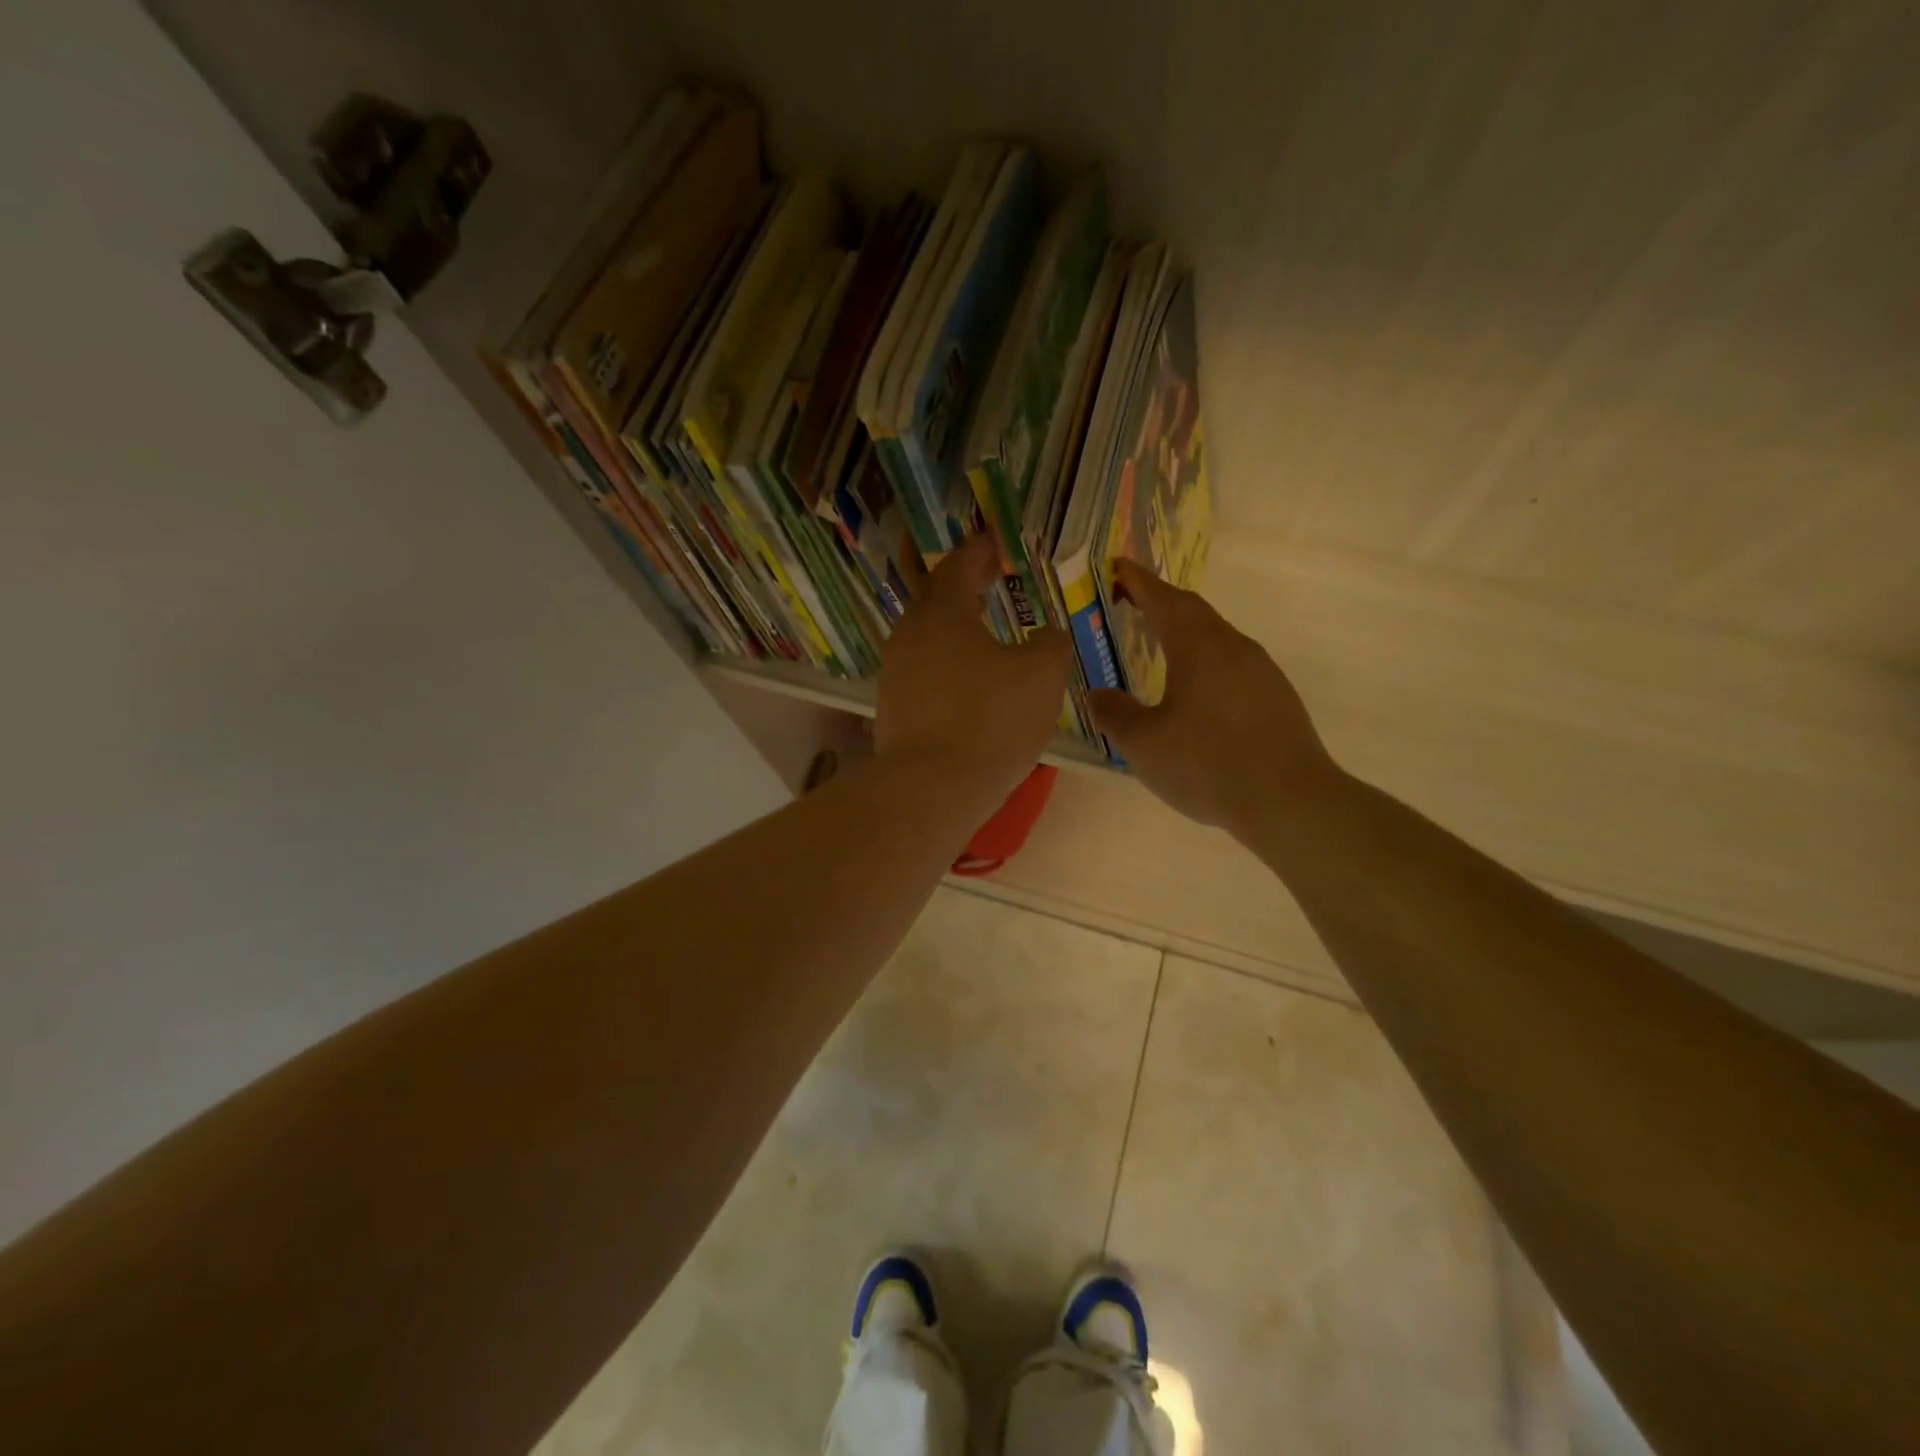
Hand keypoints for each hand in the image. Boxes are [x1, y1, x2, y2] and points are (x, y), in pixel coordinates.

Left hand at [875, 533, 1072, 795]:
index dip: (981, 550)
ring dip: (956, 628)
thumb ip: (1050, 644)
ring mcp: (895, 673)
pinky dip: (948, 664)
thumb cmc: (990, 720)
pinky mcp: (893, 708)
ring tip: (986, 630)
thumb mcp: (1041, 675)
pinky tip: (969, 681)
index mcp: (941, 613)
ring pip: (928, 637)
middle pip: (936, 598)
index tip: (998, 543)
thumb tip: (1048, 636)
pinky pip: (924, 671)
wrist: (931, 788)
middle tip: (993, 578)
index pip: (959, 565)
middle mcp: (909, 635)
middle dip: (966, 585)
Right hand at [1088, 560, 1339, 840]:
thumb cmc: (1208, 765)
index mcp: (1198, 647)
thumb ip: (1115, 714)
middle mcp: (1233, 647)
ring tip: (1158, 640)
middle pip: (1192, 610)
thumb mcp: (1144, 744)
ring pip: (1216, 635)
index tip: (1117, 567)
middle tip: (1129, 600)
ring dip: (1184, 628)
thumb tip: (1096, 694)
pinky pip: (1232, 661)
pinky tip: (1196, 685)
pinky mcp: (1275, 695)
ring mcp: (1261, 670)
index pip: (1162, 600)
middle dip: (1159, 600)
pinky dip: (1205, 657)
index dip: (1137, 582)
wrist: (1290, 801)